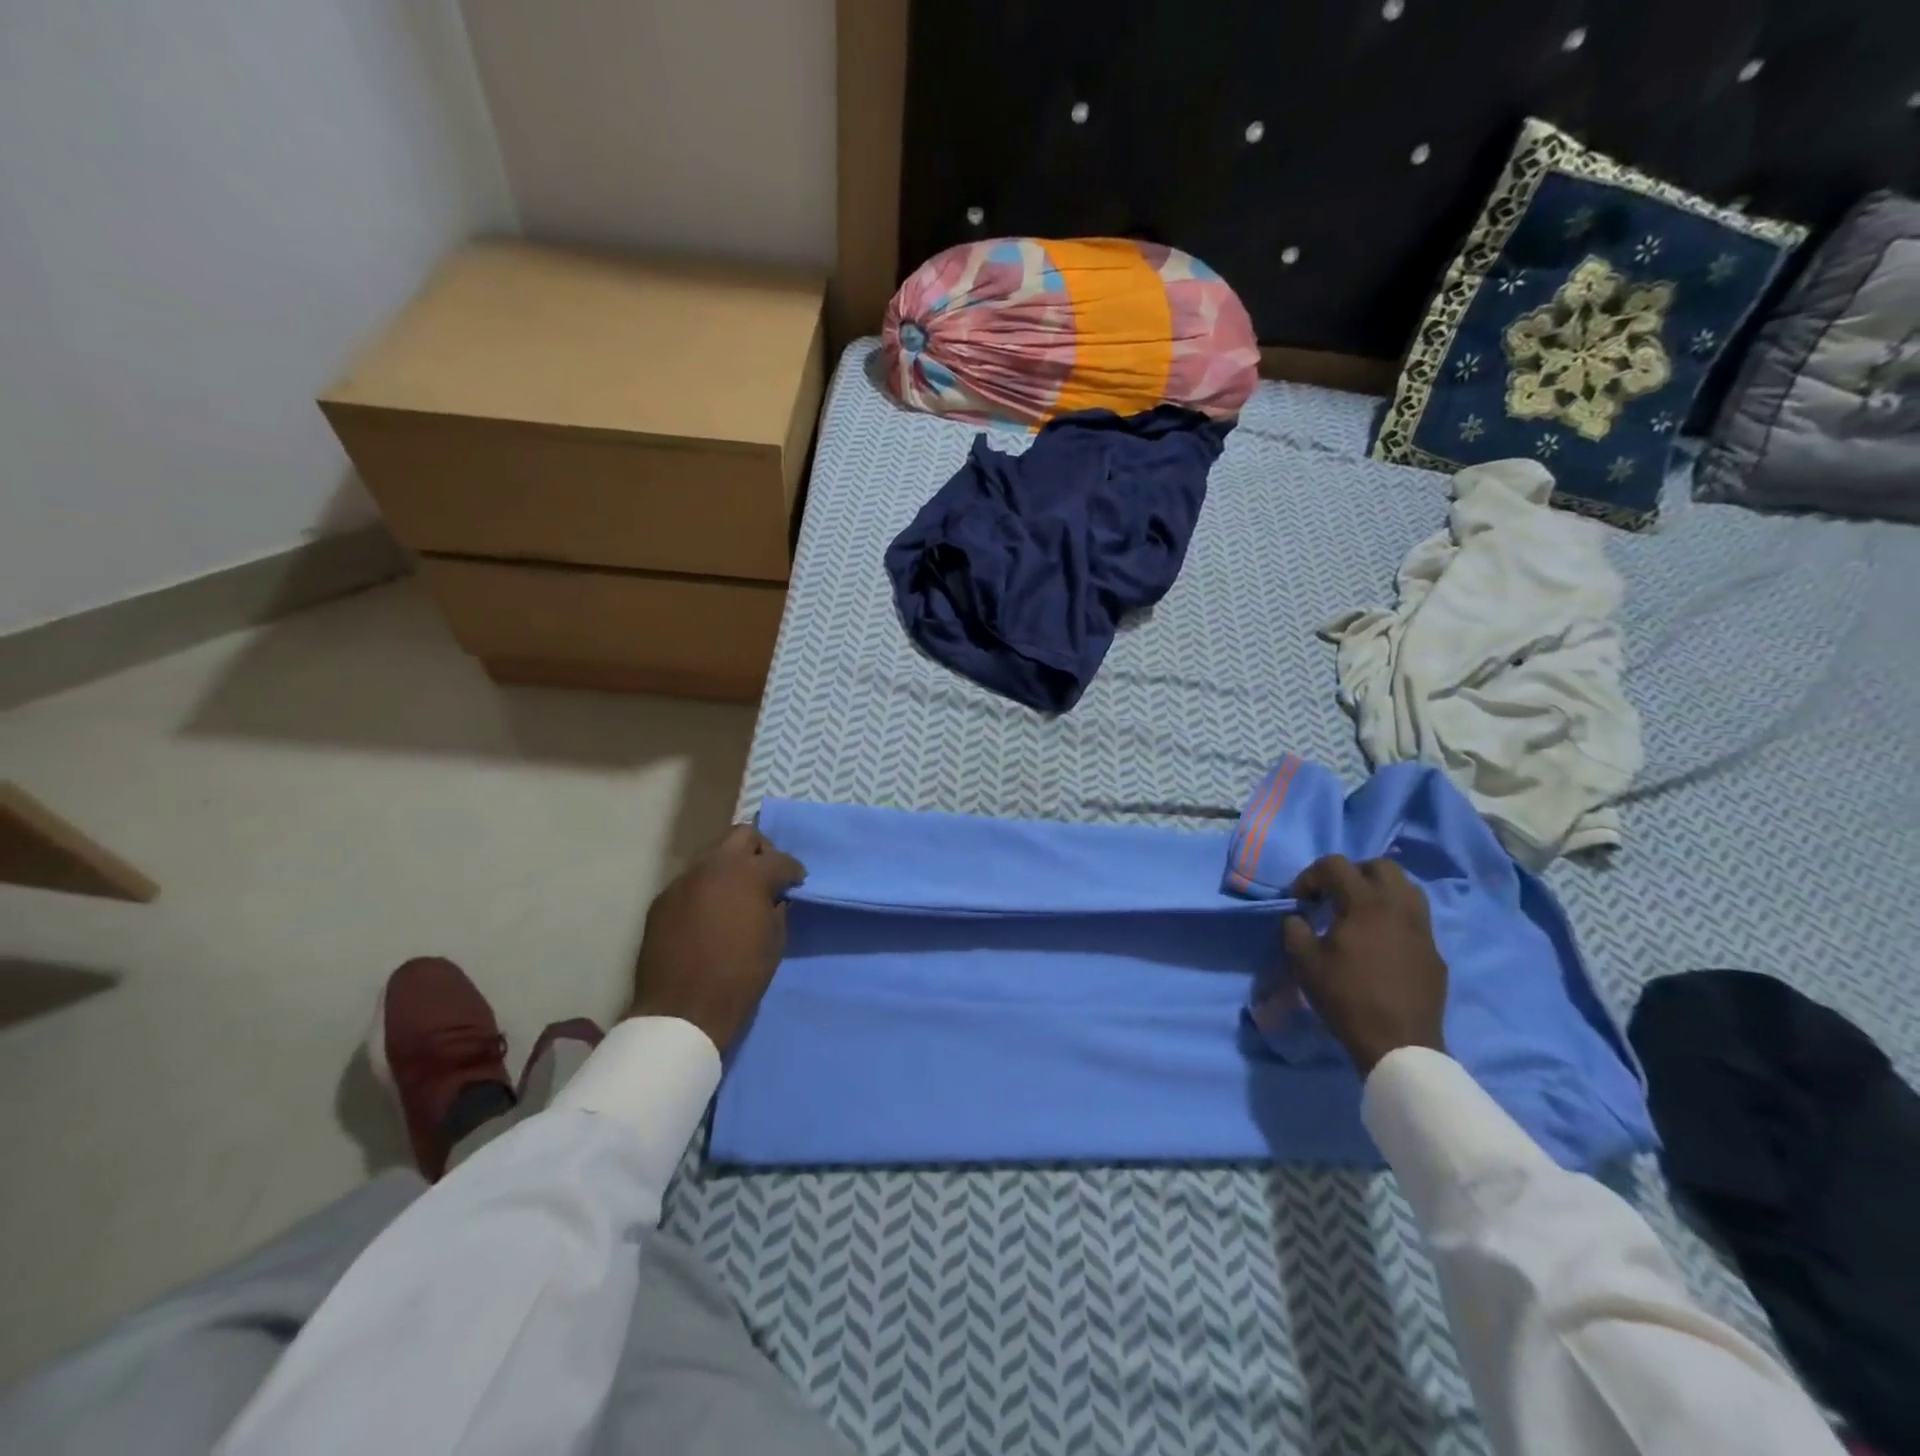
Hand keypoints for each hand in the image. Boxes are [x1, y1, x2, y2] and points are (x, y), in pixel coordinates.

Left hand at [628, 824, 806, 1051]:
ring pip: (713, 856)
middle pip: (742, 835)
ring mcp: (683, 881)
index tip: (796, 883)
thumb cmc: (740, 978)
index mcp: (748, 875)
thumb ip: (777, 909)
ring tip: (736, 896)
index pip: (780, 859)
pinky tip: (709, 915)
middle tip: (765, 878)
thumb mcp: (774, 942)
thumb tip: (775, 897)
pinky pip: (691, 882)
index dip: (793, 871)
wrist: (682, 1011)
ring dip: (729, 868)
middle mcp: (714, 867)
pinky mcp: (662, 900)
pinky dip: (706, 889)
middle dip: (759, 851)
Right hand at [1281, 854, 1448, 1076]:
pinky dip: (1395, 918)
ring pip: (1406, 888)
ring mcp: (1423, 929)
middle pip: (1381, 865)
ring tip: (1360, 913)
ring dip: (1380, 891)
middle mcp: (1399, 906)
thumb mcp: (1304, 962)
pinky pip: (1416, 919)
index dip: (1310, 876)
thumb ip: (1294, 929)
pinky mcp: (1434, 952)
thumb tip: (1297, 917)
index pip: (1336, 865)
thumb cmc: (1347, 997)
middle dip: (1353, 873)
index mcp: (1366, 903)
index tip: (1299, 900)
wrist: (1398, 1044)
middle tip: (1334, 895)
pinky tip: (1380, 943)